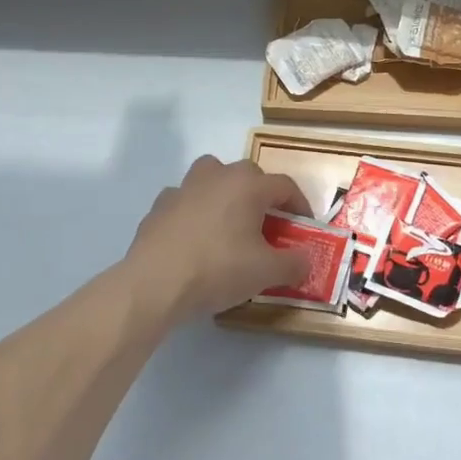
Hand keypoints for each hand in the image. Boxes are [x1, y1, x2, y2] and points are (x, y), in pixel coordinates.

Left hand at [126, 155, 314, 318]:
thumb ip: (294, 263)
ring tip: (229, 223)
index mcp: (248, 185)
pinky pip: (185, 201)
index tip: (303, 228)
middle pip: (248, 176)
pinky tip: (196, 238)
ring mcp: (183, 188)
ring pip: (212, 178)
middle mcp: (216, 175)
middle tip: (268, 227)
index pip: (285, 186)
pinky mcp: (158, 206)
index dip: (300, 206)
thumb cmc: (218, 270)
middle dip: (262, 197)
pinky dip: (195, 212)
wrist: (155, 284)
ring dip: (225, 194)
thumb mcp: (267, 272)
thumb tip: (305, 260)